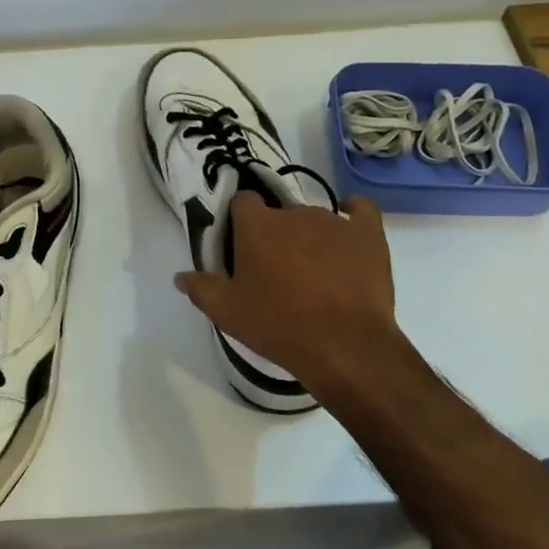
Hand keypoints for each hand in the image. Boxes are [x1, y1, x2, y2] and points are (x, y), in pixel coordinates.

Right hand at [176, 193, 402, 398]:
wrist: (344, 346)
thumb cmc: (278, 326)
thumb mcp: (228, 313)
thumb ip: (201, 289)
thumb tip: (180, 276)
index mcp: (257, 226)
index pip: (242, 202)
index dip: (240, 221)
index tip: (242, 247)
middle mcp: (293, 213)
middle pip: (279, 213)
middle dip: (275, 235)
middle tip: (276, 271)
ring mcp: (334, 221)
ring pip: (314, 218)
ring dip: (309, 237)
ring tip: (315, 272)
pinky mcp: (367, 234)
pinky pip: (361, 210)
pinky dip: (353, 215)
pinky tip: (349, 230)